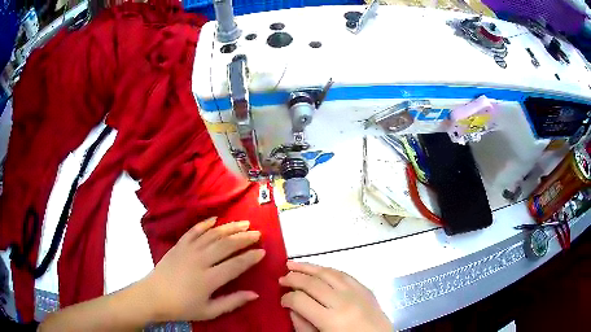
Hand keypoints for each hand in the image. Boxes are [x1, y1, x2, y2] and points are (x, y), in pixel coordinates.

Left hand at [143, 217, 264, 321]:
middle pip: (225, 245)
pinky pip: (193, 230)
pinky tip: (215, 219)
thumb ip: (232, 302)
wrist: (154, 296)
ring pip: (212, 235)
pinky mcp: (178, 245)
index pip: (235, 265)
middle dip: (244, 238)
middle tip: (257, 233)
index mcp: (208, 279)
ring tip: (243, 223)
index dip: (250, 258)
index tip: (262, 251)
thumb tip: (255, 294)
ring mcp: (188, 250)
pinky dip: (205, 224)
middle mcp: (200, 260)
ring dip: (229, 228)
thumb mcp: (209, 311)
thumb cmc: (182, 307)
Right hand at [279, 261, 391, 331]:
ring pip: (328, 273)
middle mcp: (344, 302)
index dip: (287, 298)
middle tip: (281, 278)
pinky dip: (327, 270)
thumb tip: (292, 308)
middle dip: (293, 278)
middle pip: (313, 283)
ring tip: (292, 264)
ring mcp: (357, 293)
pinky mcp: (365, 289)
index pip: (301, 300)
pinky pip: (344, 274)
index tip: (282, 300)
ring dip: (308, 267)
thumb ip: (302, 325)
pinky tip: (318, 269)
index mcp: (331, 320)